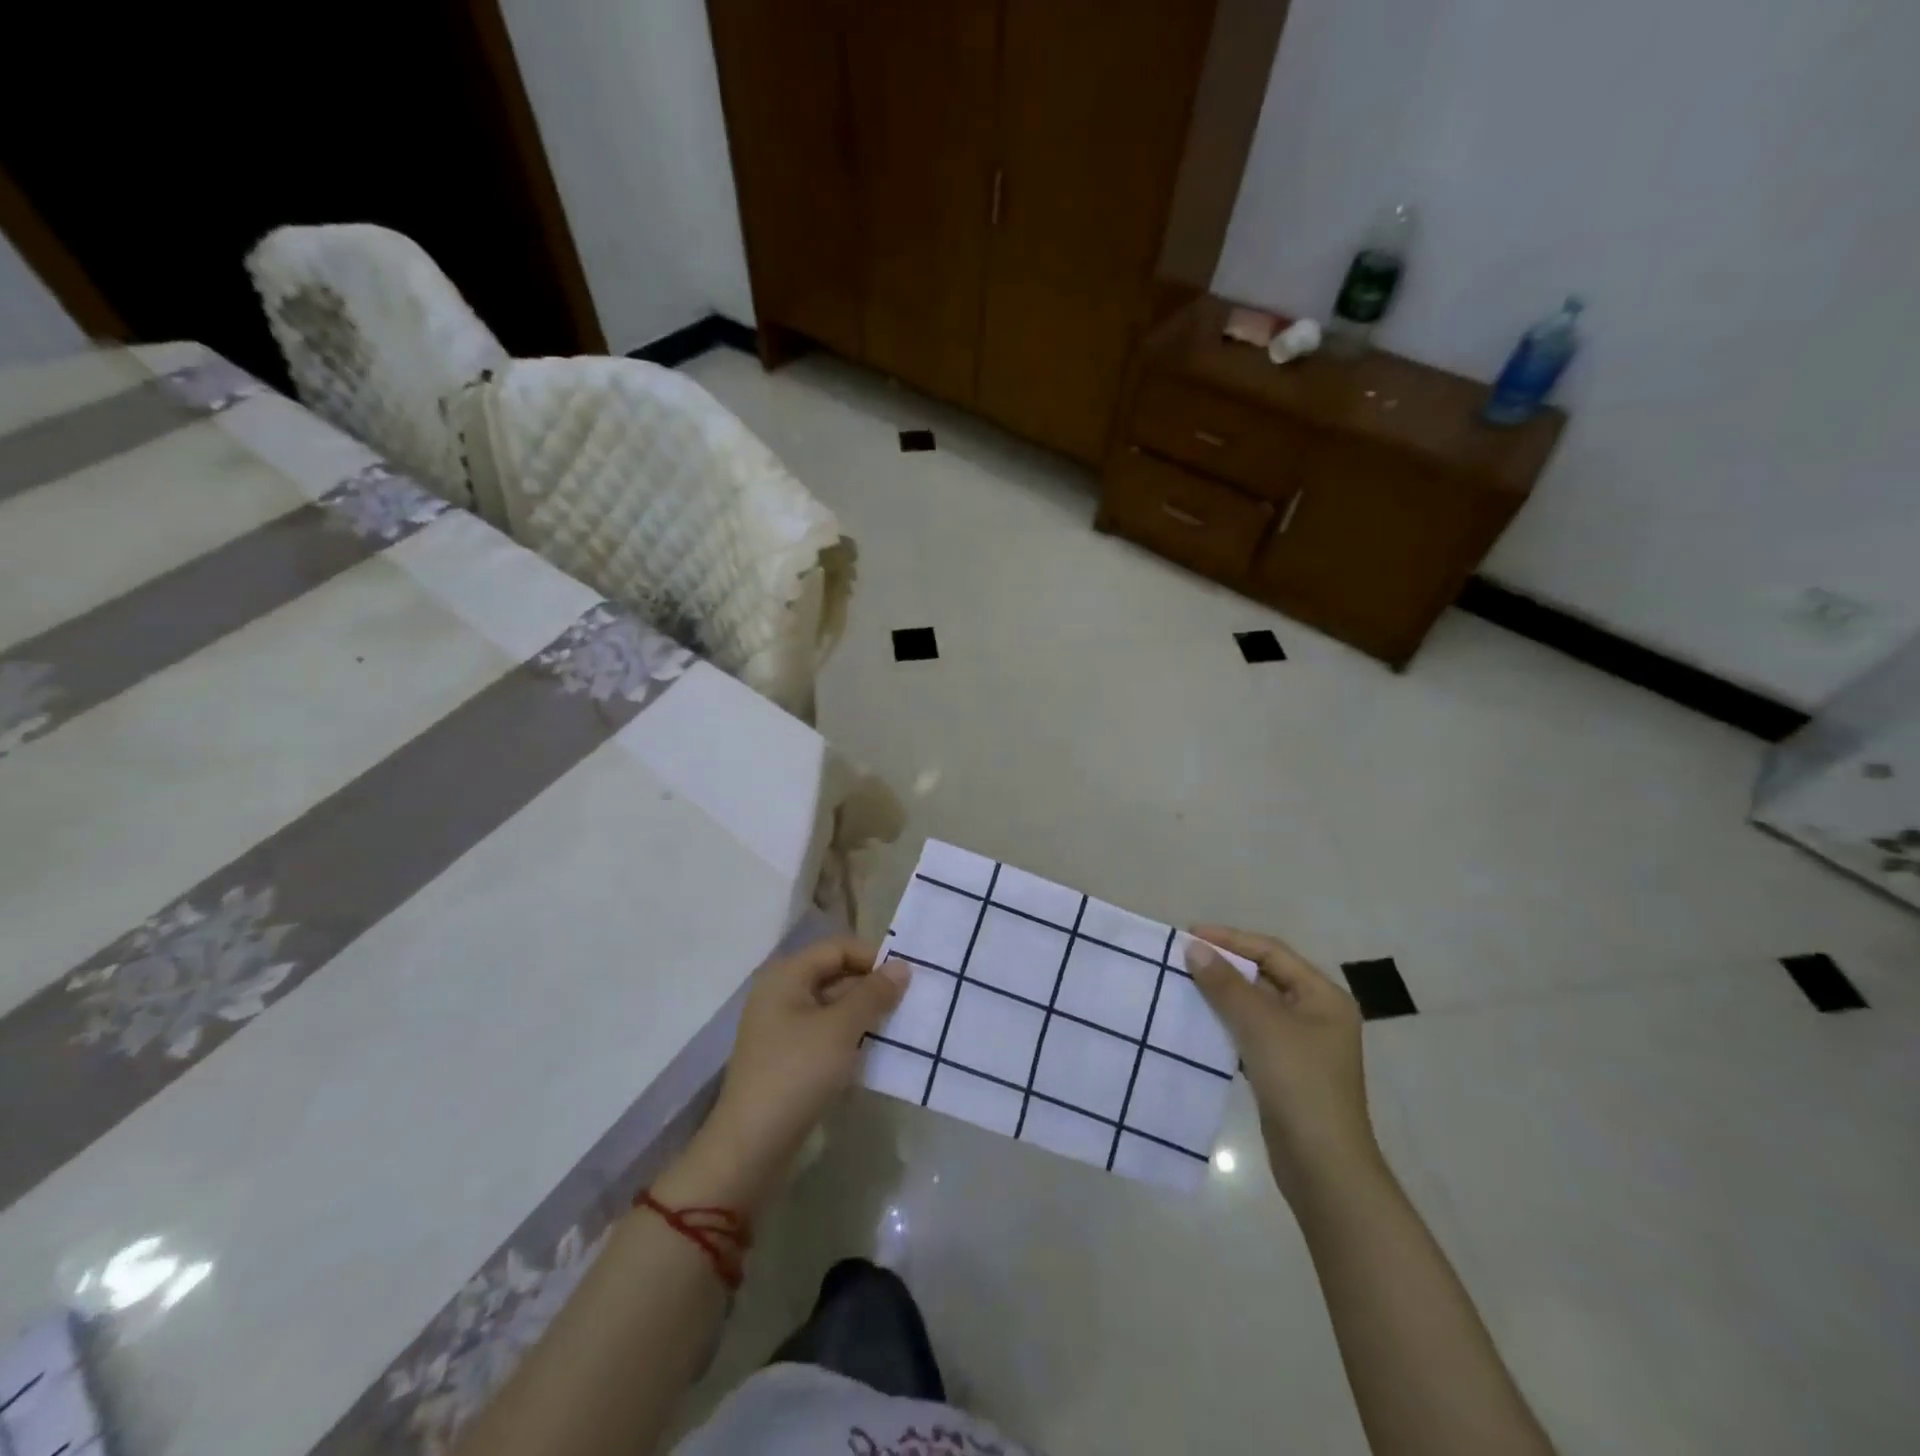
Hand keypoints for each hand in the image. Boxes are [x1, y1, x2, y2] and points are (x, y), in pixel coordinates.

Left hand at [668, 937, 906, 1212]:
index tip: (907, 978)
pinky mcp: (789, 1056)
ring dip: (865, 1013)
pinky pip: (826, 1032)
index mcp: (786, 975)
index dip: (873, 957)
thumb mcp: (840, 1029)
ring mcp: (782, 1026)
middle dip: (872, 986)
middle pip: (835, 974)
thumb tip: (903, 966)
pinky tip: (877, 1049)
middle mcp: (781, 993)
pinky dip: (851, 1036)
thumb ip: (873, 994)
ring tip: (901, 1025)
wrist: (752, 1146)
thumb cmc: (796, 1073)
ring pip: (833, 1006)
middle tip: (910, 1001)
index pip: (838, 948)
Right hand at [1186, 925, 1379, 1204]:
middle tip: (1182, 958)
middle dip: (1224, 965)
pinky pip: (1251, 1032)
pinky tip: (1199, 1023)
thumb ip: (1225, 984)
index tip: (1189, 935)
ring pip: (1255, 1005)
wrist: (1323, 1166)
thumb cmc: (1299, 1083)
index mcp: (1323, 996)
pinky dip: (1226, 1023)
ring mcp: (1302, 1044)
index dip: (1230, 939)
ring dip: (1222, 994)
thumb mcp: (1260, 1025)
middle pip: (1265, 976)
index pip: (1271, 952)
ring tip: (1184, 984)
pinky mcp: (1285, 1070)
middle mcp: (1317, 1014)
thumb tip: (1193, 947)